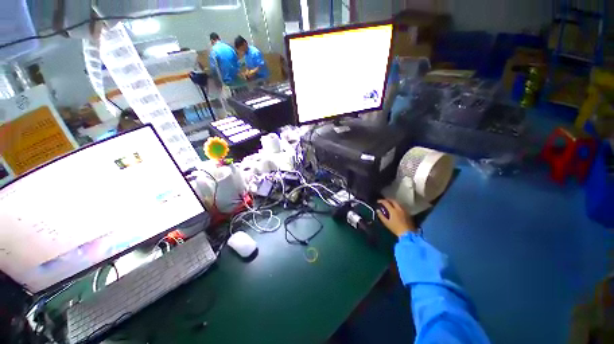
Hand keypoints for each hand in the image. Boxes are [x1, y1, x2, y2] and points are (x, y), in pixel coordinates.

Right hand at [377, 199, 415, 236]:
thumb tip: (378, 210)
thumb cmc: (396, 228)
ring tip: (389, 204)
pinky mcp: (408, 213)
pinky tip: (396, 208)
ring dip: (393, 202)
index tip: (378, 201)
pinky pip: (401, 206)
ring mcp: (404, 210)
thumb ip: (381, 216)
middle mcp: (399, 208)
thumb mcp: (386, 223)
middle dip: (388, 200)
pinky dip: (397, 205)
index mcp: (393, 210)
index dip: (381, 201)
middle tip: (384, 201)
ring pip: (398, 203)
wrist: (408, 234)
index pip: (386, 203)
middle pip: (393, 201)